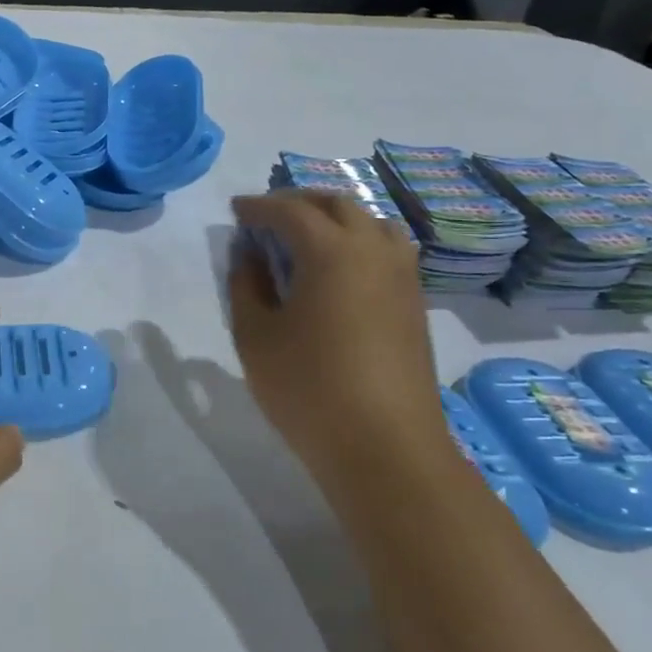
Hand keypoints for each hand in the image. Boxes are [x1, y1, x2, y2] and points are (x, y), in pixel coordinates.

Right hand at [228, 191, 442, 473]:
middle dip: (298, 202)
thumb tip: (249, 255)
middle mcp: (373, 250)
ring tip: (308, 237)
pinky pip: (388, 249)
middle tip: (267, 218)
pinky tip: (340, 270)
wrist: (386, 449)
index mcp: (331, 251)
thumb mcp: (255, 336)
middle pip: (336, 204)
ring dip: (336, 218)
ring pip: (371, 222)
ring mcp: (402, 276)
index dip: (259, 206)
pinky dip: (360, 241)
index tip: (236, 210)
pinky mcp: (415, 303)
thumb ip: (245, 285)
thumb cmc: (309, 389)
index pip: (290, 210)